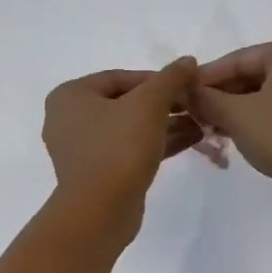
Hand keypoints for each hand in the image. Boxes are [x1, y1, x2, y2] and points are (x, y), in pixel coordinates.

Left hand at [43, 58, 202, 239]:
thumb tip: (188, 61)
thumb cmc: (118, 148)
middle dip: (165, 104)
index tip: (188, 85)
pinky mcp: (98, 174)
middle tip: (196, 104)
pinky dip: (156, 144)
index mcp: (70, 96)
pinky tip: (192, 140)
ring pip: (130, 128)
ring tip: (202, 122)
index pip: (120, 77)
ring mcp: (82, 150)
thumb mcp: (149, 104)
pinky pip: (129, 150)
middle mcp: (69, 120)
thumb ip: (170, 78)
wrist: (100, 212)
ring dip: (166, 124)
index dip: (158, 79)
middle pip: (126, 103)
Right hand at [193, 38, 271, 201]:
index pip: (239, 59)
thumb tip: (185, 90)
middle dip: (225, 93)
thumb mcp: (237, 116)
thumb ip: (206, 98)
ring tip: (214, 123)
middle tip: (197, 111)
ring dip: (242, 105)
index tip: (183, 92)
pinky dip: (264, 112)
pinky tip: (242, 129)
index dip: (207, 77)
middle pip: (257, 71)